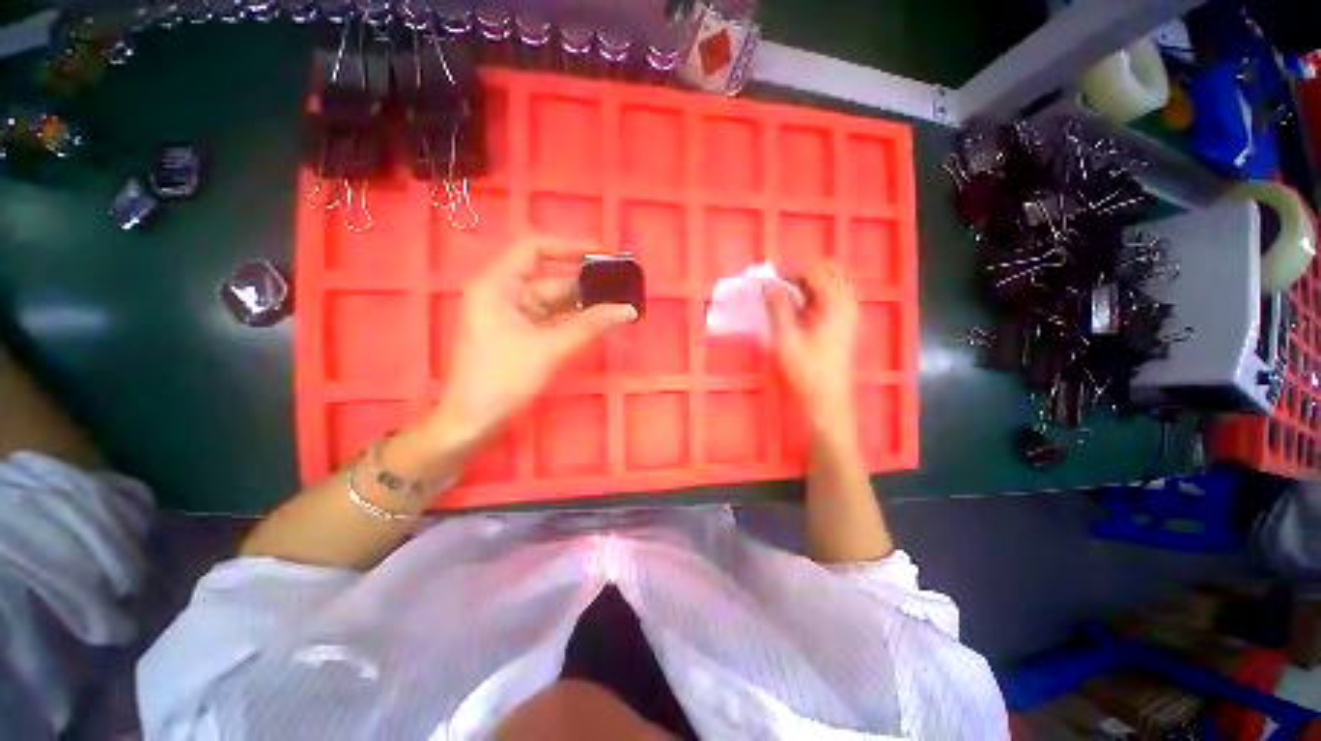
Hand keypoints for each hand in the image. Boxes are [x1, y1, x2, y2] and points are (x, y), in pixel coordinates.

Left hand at [430, 237, 636, 447]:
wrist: (471, 424)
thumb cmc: (502, 380)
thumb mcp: (549, 349)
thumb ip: (590, 326)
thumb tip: (628, 310)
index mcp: (497, 286)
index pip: (534, 250)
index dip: (570, 247)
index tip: (604, 254)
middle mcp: (503, 294)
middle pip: (550, 278)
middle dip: (586, 282)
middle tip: (622, 284)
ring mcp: (512, 317)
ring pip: (554, 302)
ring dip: (585, 304)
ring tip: (619, 302)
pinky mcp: (521, 336)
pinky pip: (553, 321)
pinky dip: (575, 321)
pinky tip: (601, 322)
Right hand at [766, 261, 858, 435]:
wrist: (828, 398)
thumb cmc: (807, 370)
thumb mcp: (786, 338)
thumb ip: (777, 307)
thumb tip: (767, 284)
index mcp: (836, 302)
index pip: (814, 269)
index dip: (790, 271)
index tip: (769, 282)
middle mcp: (847, 302)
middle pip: (826, 272)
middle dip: (799, 275)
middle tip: (777, 290)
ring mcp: (848, 312)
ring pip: (828, 284)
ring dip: (805, 286)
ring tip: (783, 301)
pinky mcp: (844, 323)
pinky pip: (829, 298)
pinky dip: (812, 297)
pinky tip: (795, 312)